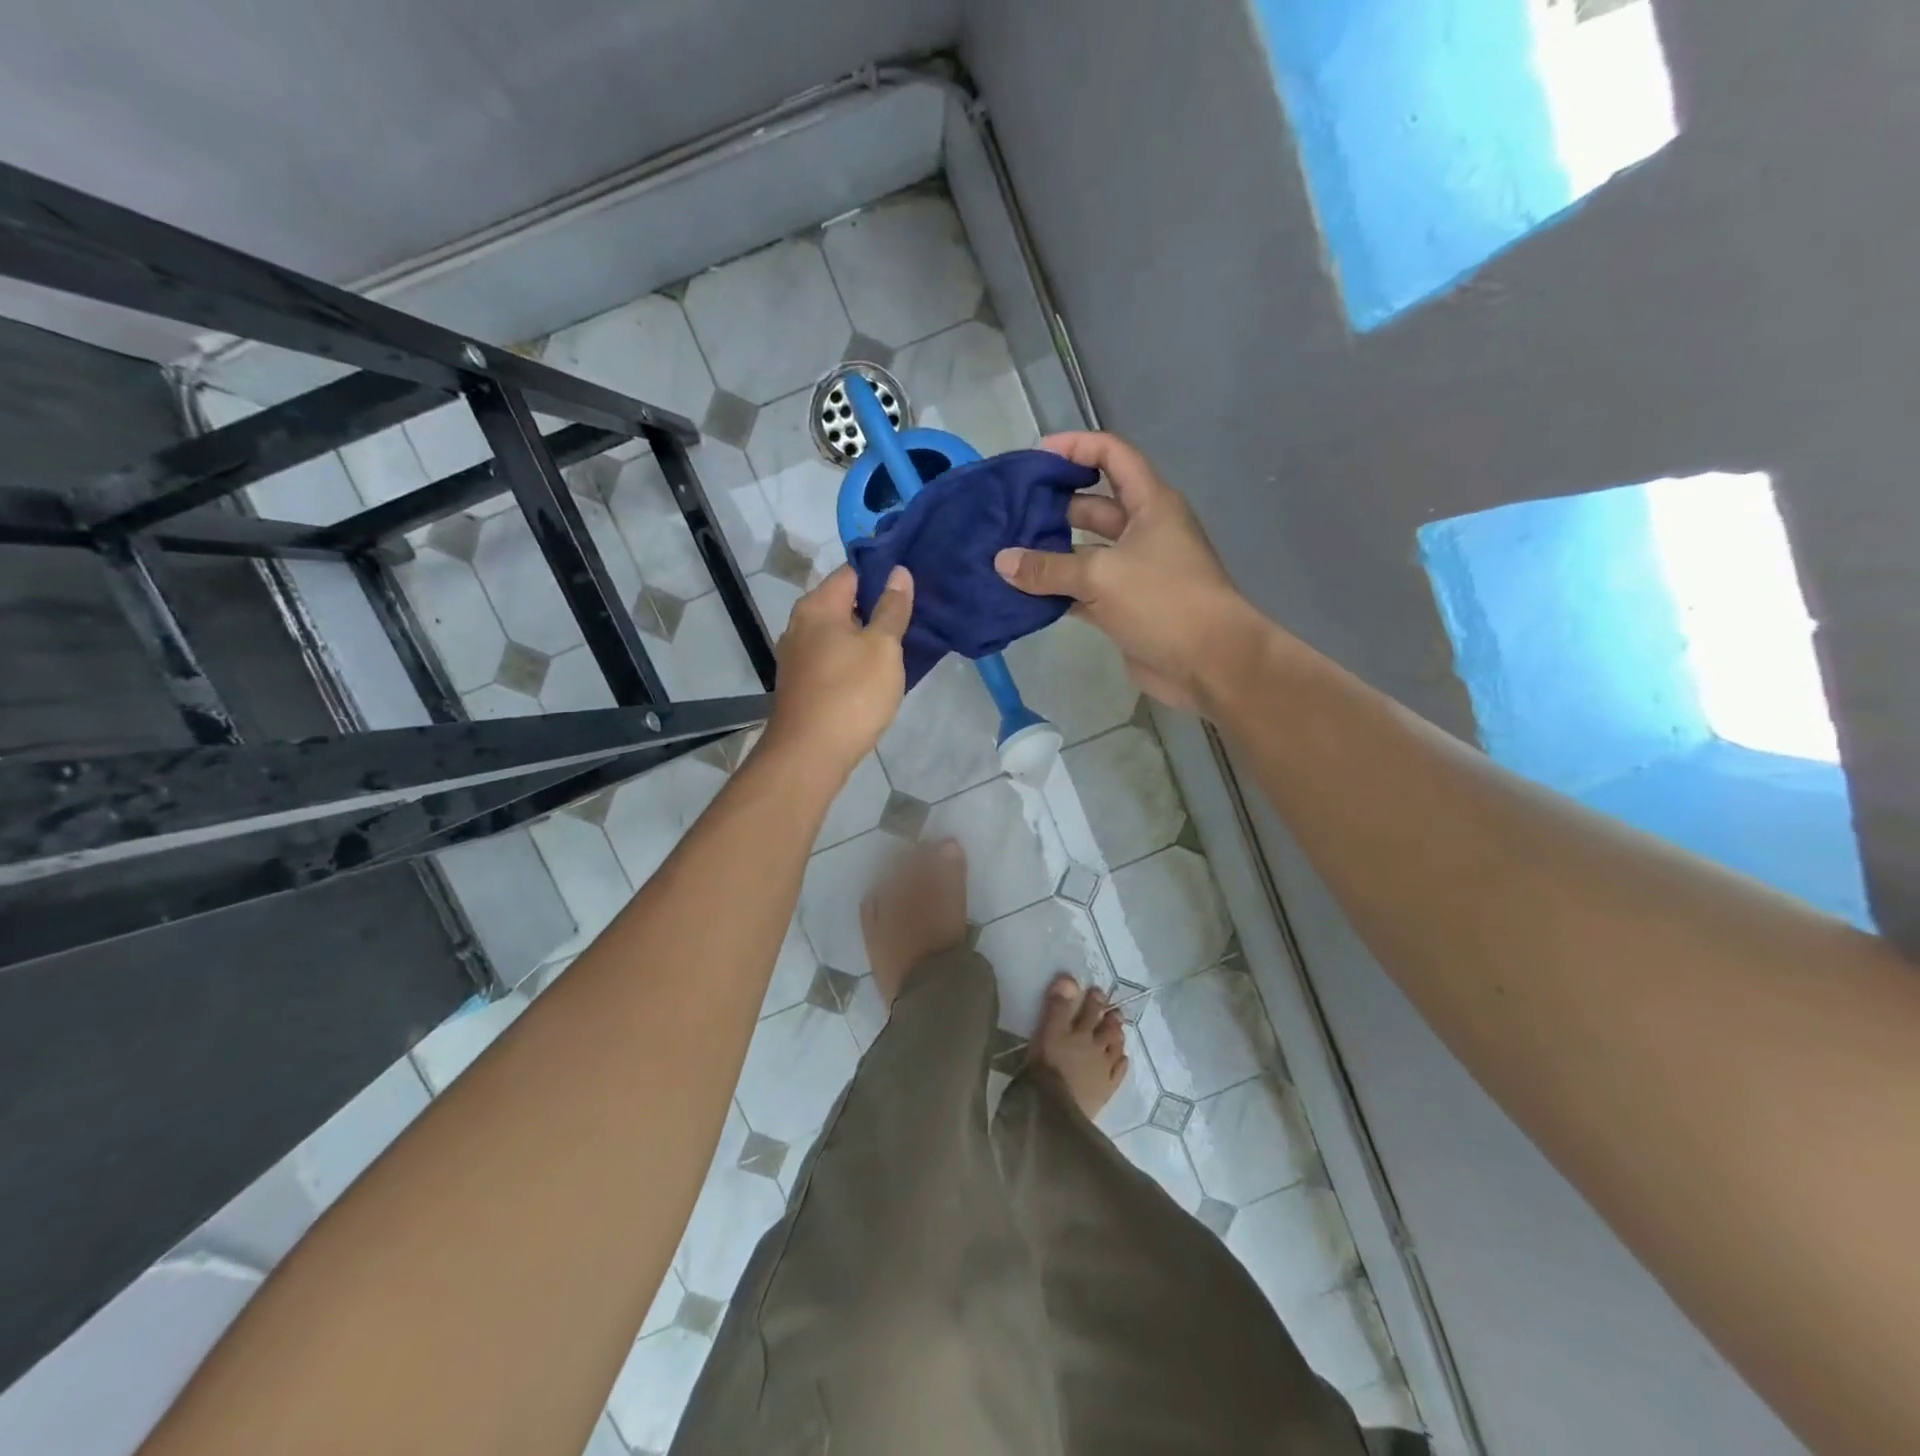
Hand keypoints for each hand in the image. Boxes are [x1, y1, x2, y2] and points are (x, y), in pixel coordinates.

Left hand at [763, 564, 912, 775]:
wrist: (810, 754)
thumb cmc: (851, 694)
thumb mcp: (882, 647)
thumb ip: (892, 608)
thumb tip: (898, 571)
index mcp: (818, 606)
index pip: (853, 572)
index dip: (883, 573)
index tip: (913, 582)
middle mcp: (800, 624)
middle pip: (844, 602)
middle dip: (877, 605)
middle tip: (914, 614)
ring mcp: (797, 655)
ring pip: (838, 633)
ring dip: (866, 635)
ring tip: (901, 642)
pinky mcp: (801, 683)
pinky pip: (832, 658)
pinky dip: (853, 658)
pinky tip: (876, 672)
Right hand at [995, 432, 1258, 711]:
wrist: (1209, 663)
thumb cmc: (1164, 600)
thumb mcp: (1102, 576)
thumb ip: (1049, 569)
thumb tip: (1001, 561)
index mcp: (1150, 504)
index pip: (1112, 456)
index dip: (1076, 448)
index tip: (1036, 457)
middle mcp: (1143, 531)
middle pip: (1093, 506)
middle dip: (1053, 507)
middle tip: (1008, 515)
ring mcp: (1133, 571)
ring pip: (1084, 553)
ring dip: (1050, 555)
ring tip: (1005, 555)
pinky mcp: (1123, 607)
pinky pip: (1082, 591)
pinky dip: (1057, 592)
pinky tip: (1021, 595)